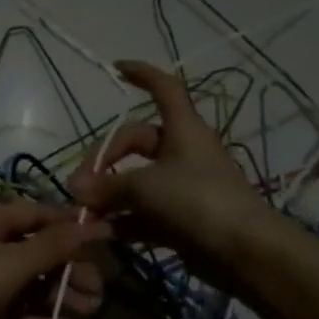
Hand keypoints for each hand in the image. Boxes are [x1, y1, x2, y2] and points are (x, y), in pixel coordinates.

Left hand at [0, 200, 111, 318]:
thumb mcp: (15, 262)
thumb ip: (56, 246)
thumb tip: (96, 223)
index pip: (42, 215)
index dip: (75, 227)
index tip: (109, 241)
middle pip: (39, 253)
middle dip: (71, 271)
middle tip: (100, 292)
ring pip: (30, 285)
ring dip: (60, 298)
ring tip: (90, 314)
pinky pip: (16, 312)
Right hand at [66, 60, 265, 284]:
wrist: (243, 250)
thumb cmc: (198, 201)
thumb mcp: (146, 187)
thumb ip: (106, 186)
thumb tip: (74, 188)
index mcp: (182, 129)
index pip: (164, 88)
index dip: (142, 74)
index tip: (116, 68)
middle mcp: (183, 152)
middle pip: (136, 142)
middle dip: (105, 159)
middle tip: (81, 185)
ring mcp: (182, 187)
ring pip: (137, 182)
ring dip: (109, 195)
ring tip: (84, 213)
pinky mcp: (181, 219)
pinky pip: (143, 213)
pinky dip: (122, 221)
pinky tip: (100, 233)